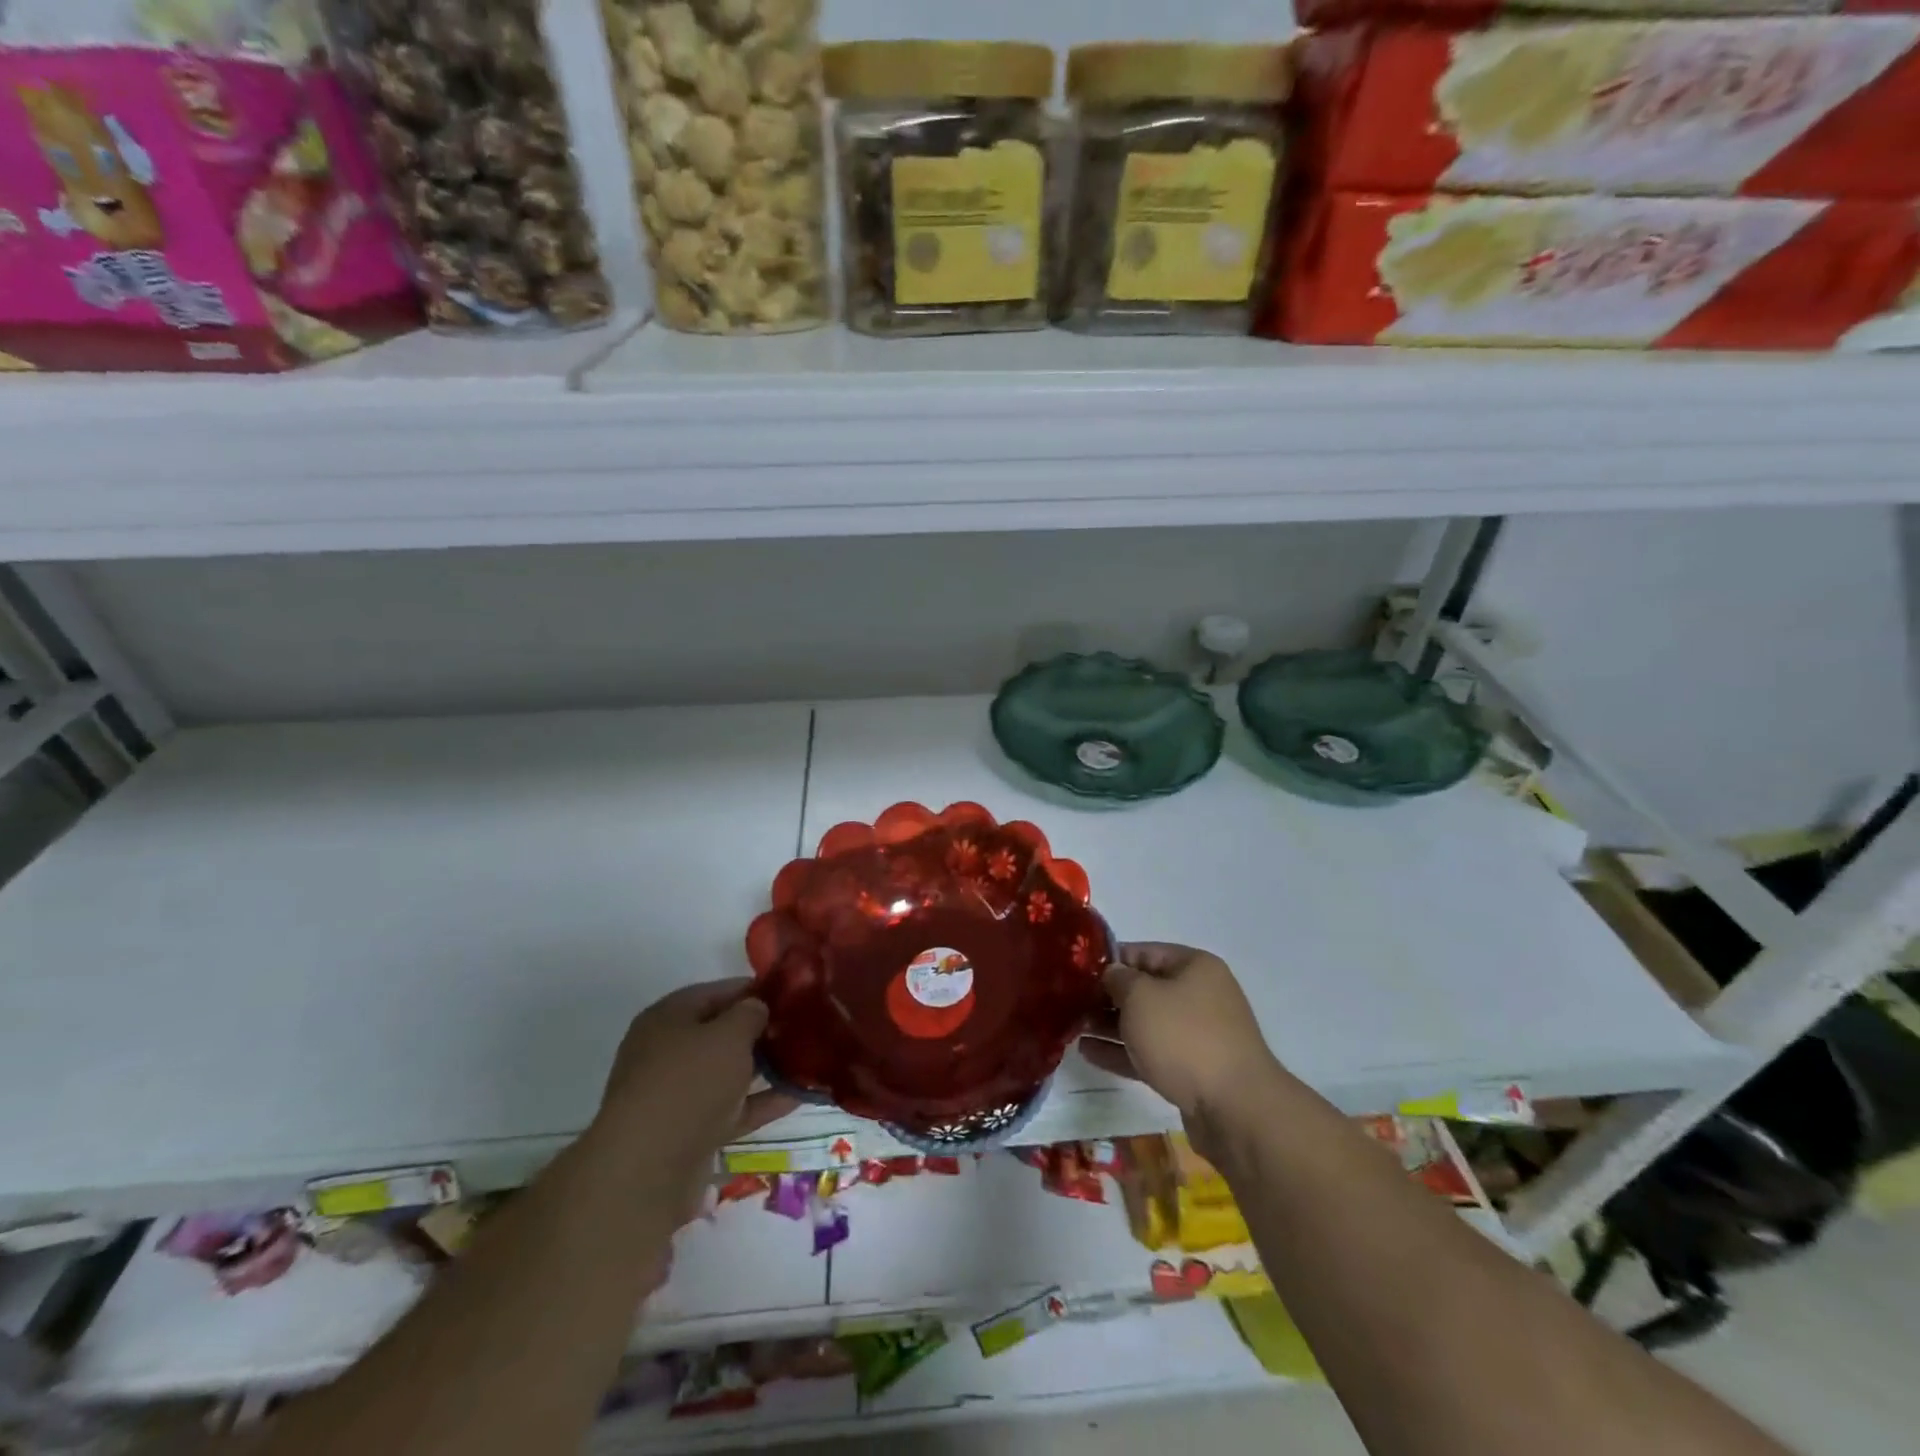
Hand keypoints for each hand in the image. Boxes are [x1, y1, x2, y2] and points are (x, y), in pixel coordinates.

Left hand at [595, 979, 796, 1174]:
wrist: (648, 1170)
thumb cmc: (689, 1082)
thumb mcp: (729, 1035)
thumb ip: (749, 1014)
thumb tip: (756, 1009)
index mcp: (668, 1018)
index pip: (715, 992)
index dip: (752, 990)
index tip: (789, 993)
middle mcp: (667, 1052)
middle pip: (720, 1033)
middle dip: (759, 1031)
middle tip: (800, 1027)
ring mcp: (677, 1095)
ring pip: (728, 1073)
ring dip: (764, 1068)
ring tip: (806, 1059)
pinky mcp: (689, 1132)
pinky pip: (732, 1108)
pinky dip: (761, 1102)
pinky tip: (798, 1095)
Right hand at [1078, 943, 1280, 1123]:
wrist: (1235, 1108)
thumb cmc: (1184, 1037)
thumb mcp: (1141, 997)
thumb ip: (1118, 979)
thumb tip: (1112, 974)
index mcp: (1194, 966)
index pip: (1144, 951)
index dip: (1110, 959)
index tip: (1077, 971)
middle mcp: (1200, 995)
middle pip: (1145, 988)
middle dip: (1108, 996)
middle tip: (1071, 1002)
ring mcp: (1198, 1035)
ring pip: (1146, 1023)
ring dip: (1111, 1025)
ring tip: (1073, 1027)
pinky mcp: (1192, 1070)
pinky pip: (1151, 1053)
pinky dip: (1123, 1051)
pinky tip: (1089, 1053)